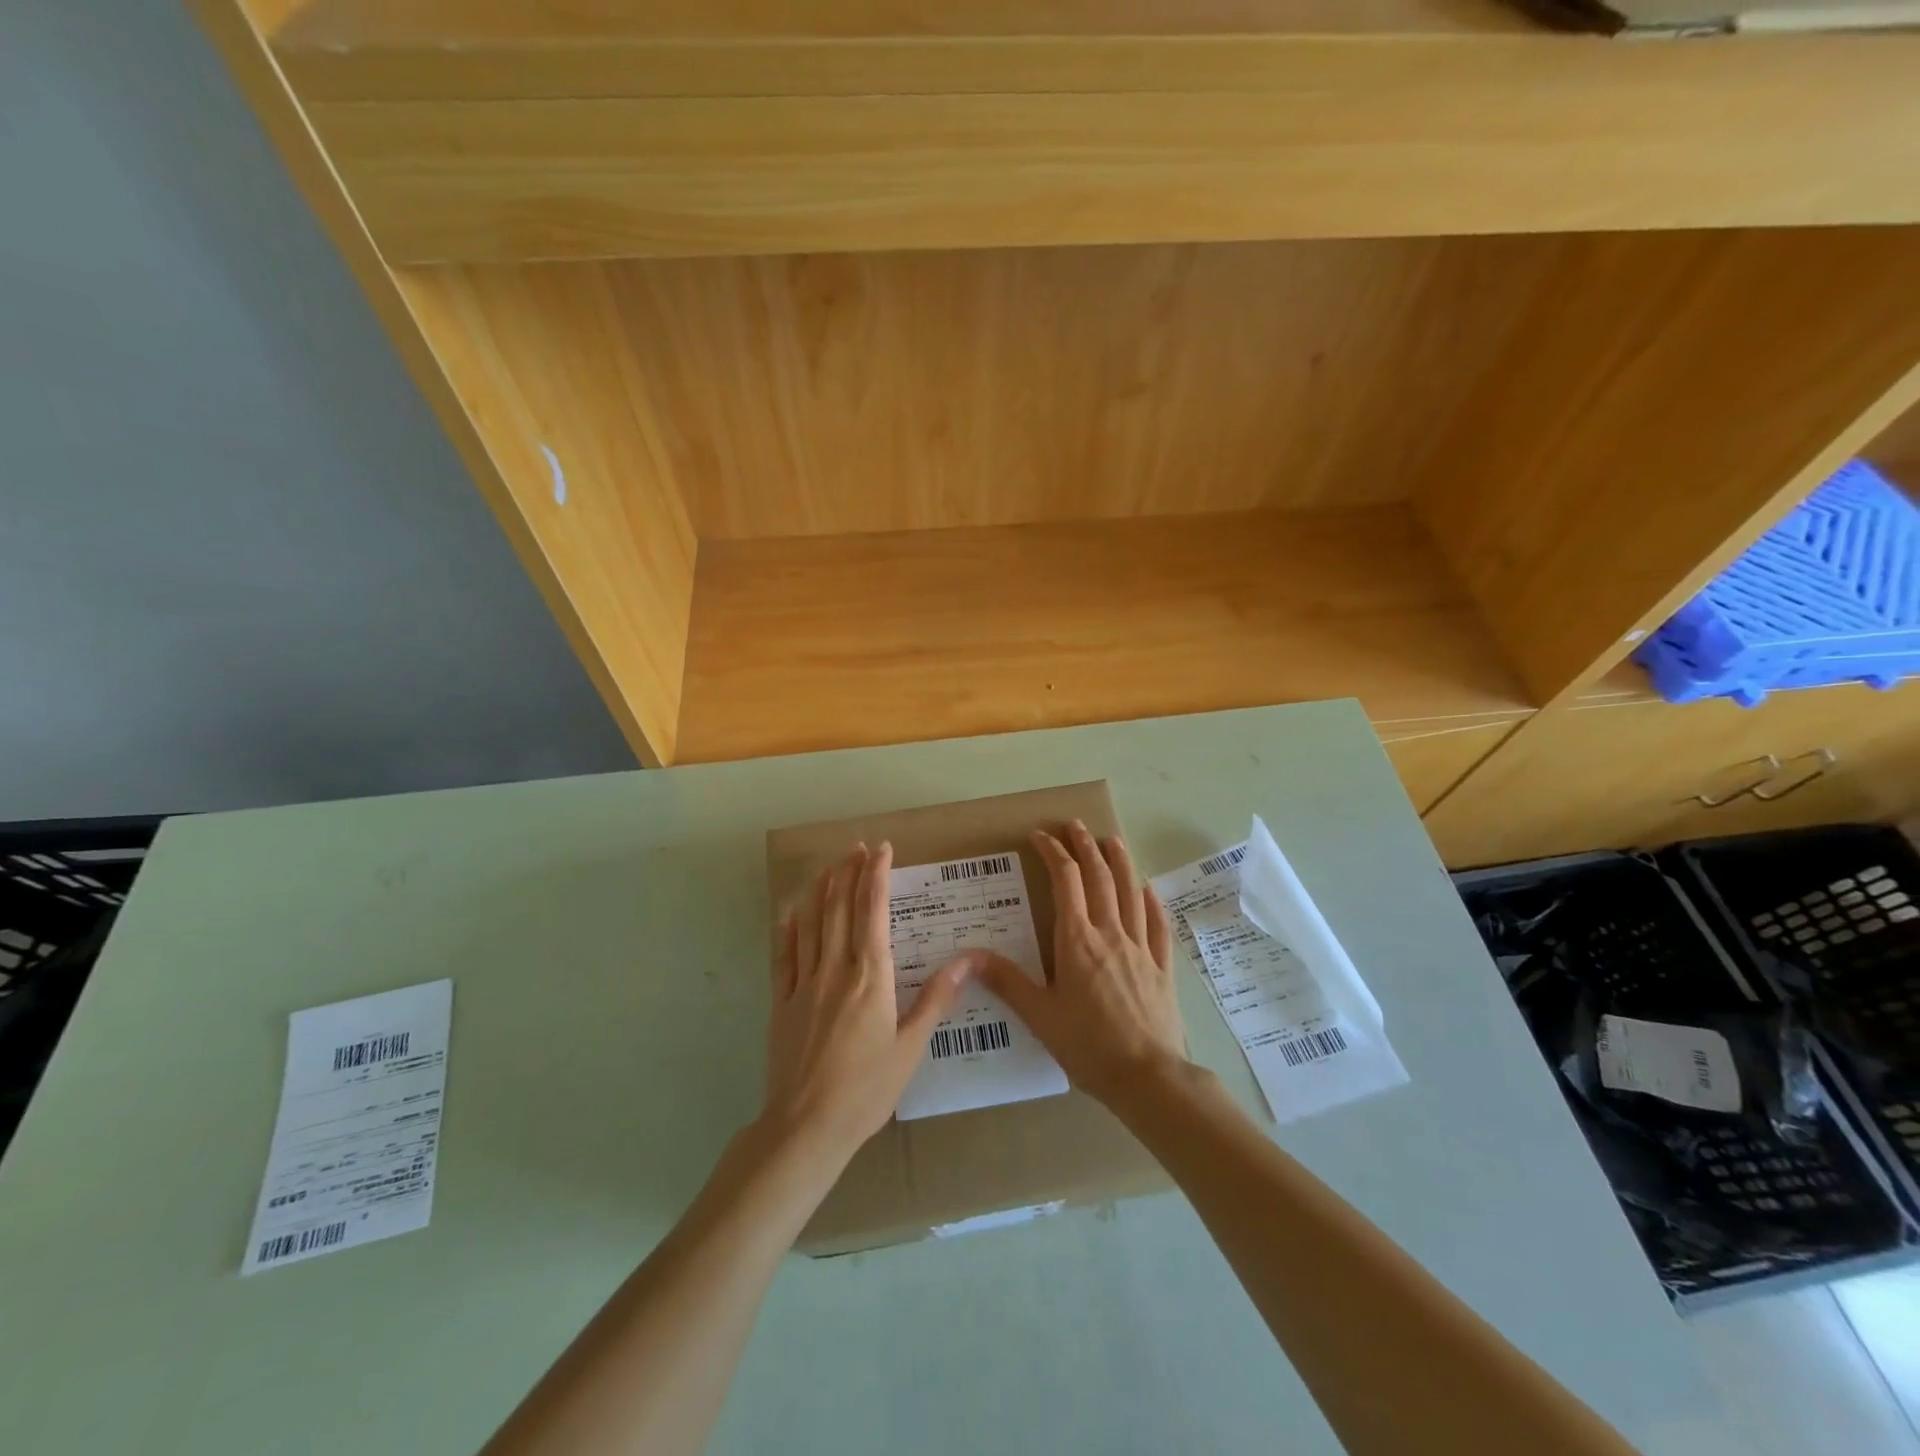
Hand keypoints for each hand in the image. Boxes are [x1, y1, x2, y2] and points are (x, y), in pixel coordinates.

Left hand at [762, 842, 971, 1162]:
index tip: (881, 849)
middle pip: (840, 908)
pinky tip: (791, 912)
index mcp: (870, 977)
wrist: (806, 1127)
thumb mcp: (911, 1046)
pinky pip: (784, 955)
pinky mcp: (781, 1002)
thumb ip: (936, 998)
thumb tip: (968, 959)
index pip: (873, 912)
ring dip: (820, 890)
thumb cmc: (867, 1089)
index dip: (876, 876)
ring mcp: (803, 984)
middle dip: (849, 872)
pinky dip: (788, 928)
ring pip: (811, 924)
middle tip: (856, 847)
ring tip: (828, 866)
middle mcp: (835, 969)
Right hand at [977, 822, 1187, 1105]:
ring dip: (1120, 862)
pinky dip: (1151, 901)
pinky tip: (1148, 889)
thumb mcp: (1039, 1015)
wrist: (1147, 1076)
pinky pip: (1157, 924)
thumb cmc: (1087, 1045)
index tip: (1040, 836)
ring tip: (1112, 840)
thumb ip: (1006, 980)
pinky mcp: (1162, 965)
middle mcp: (1110, 933)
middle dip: (1085, 847)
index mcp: (1077, 940)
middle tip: (1075, 825)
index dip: (1053, 853)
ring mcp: (1140, 947)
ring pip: (1130, 891)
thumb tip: (969, 955)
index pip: (1065, 881)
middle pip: (1099, 877)